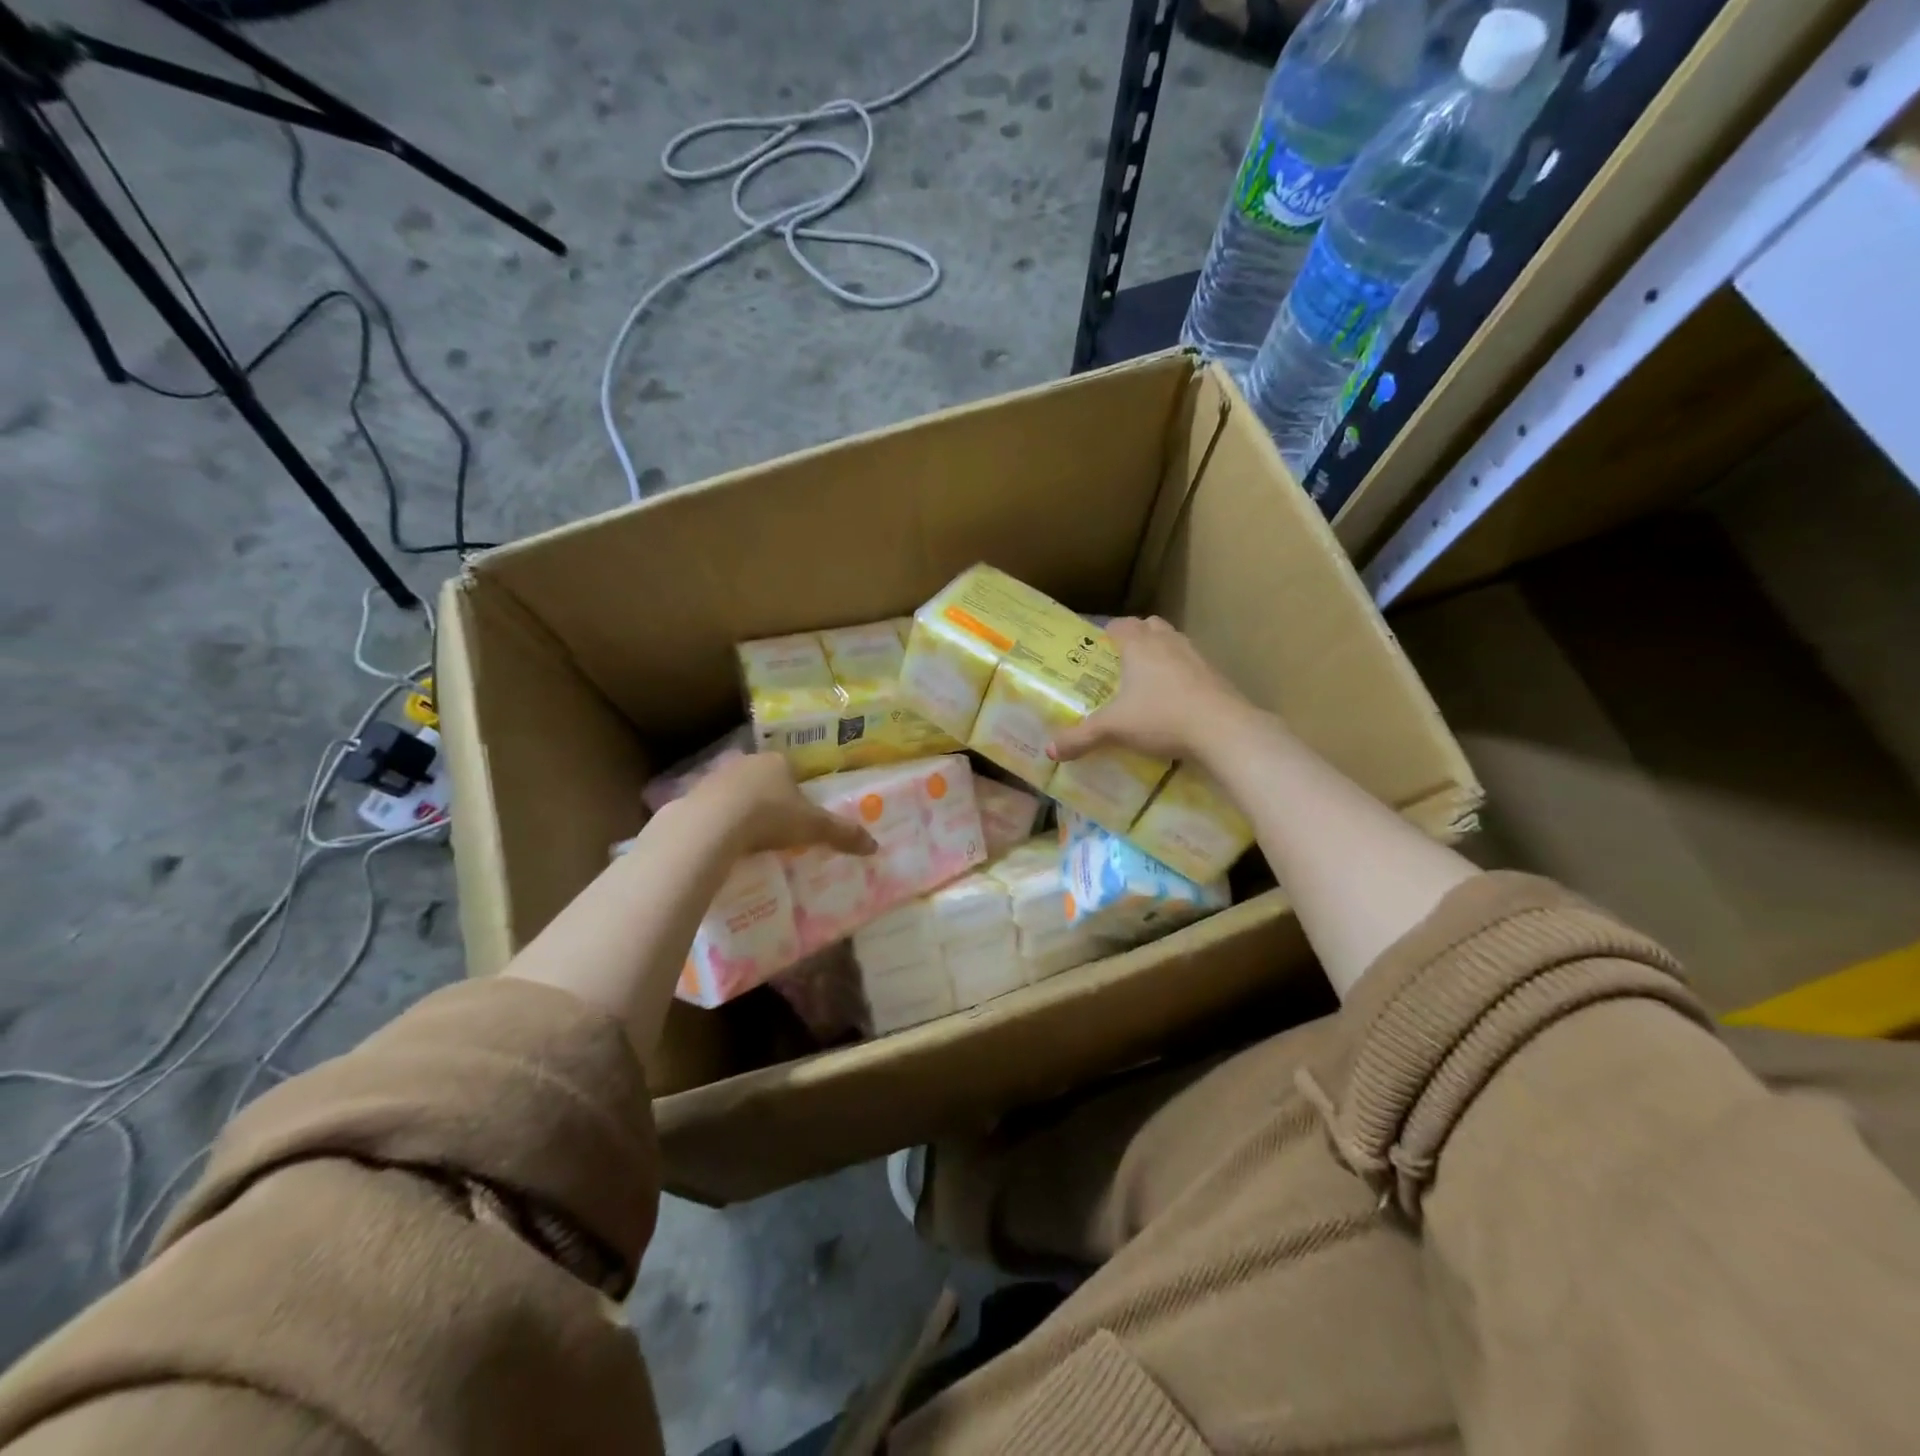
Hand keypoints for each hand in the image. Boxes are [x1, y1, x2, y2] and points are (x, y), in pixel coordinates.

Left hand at [689, 753, 877, 857]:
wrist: (710, 827)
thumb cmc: (769, 817)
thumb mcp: (812, 827)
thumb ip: (841, 833)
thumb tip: (875, 846)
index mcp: (777, 761)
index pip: (791, 769)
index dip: (797, 790)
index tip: (800, 813)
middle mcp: (745, 762)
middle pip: (762, 779)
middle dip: (769, 799)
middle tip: (778, 828)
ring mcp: (715, 778)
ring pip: (735, 792)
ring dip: (742, 810)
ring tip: (751, 839)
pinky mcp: (691, 798)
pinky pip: (712, 810)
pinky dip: (719, 823)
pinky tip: (724, 843)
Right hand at [1050, 616, 1255, 764]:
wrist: (1222, 730)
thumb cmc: (1161, 717)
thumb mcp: (1114, 729)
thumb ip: (1081, 737)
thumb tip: (1051, 750)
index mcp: (1139, 645)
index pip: (1119, 625)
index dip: (1106, 633)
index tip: (1096, 649)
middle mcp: (1167, 642)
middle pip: (1149, 626)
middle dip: (1135, 638)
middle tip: (1121, 662)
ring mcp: (1195, 656)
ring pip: (1173, 642)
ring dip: (1160, 653)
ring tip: (1147, 680)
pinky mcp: (1215, 675)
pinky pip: (1191, 665)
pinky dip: (1180, 675)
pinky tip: (1174, 699)